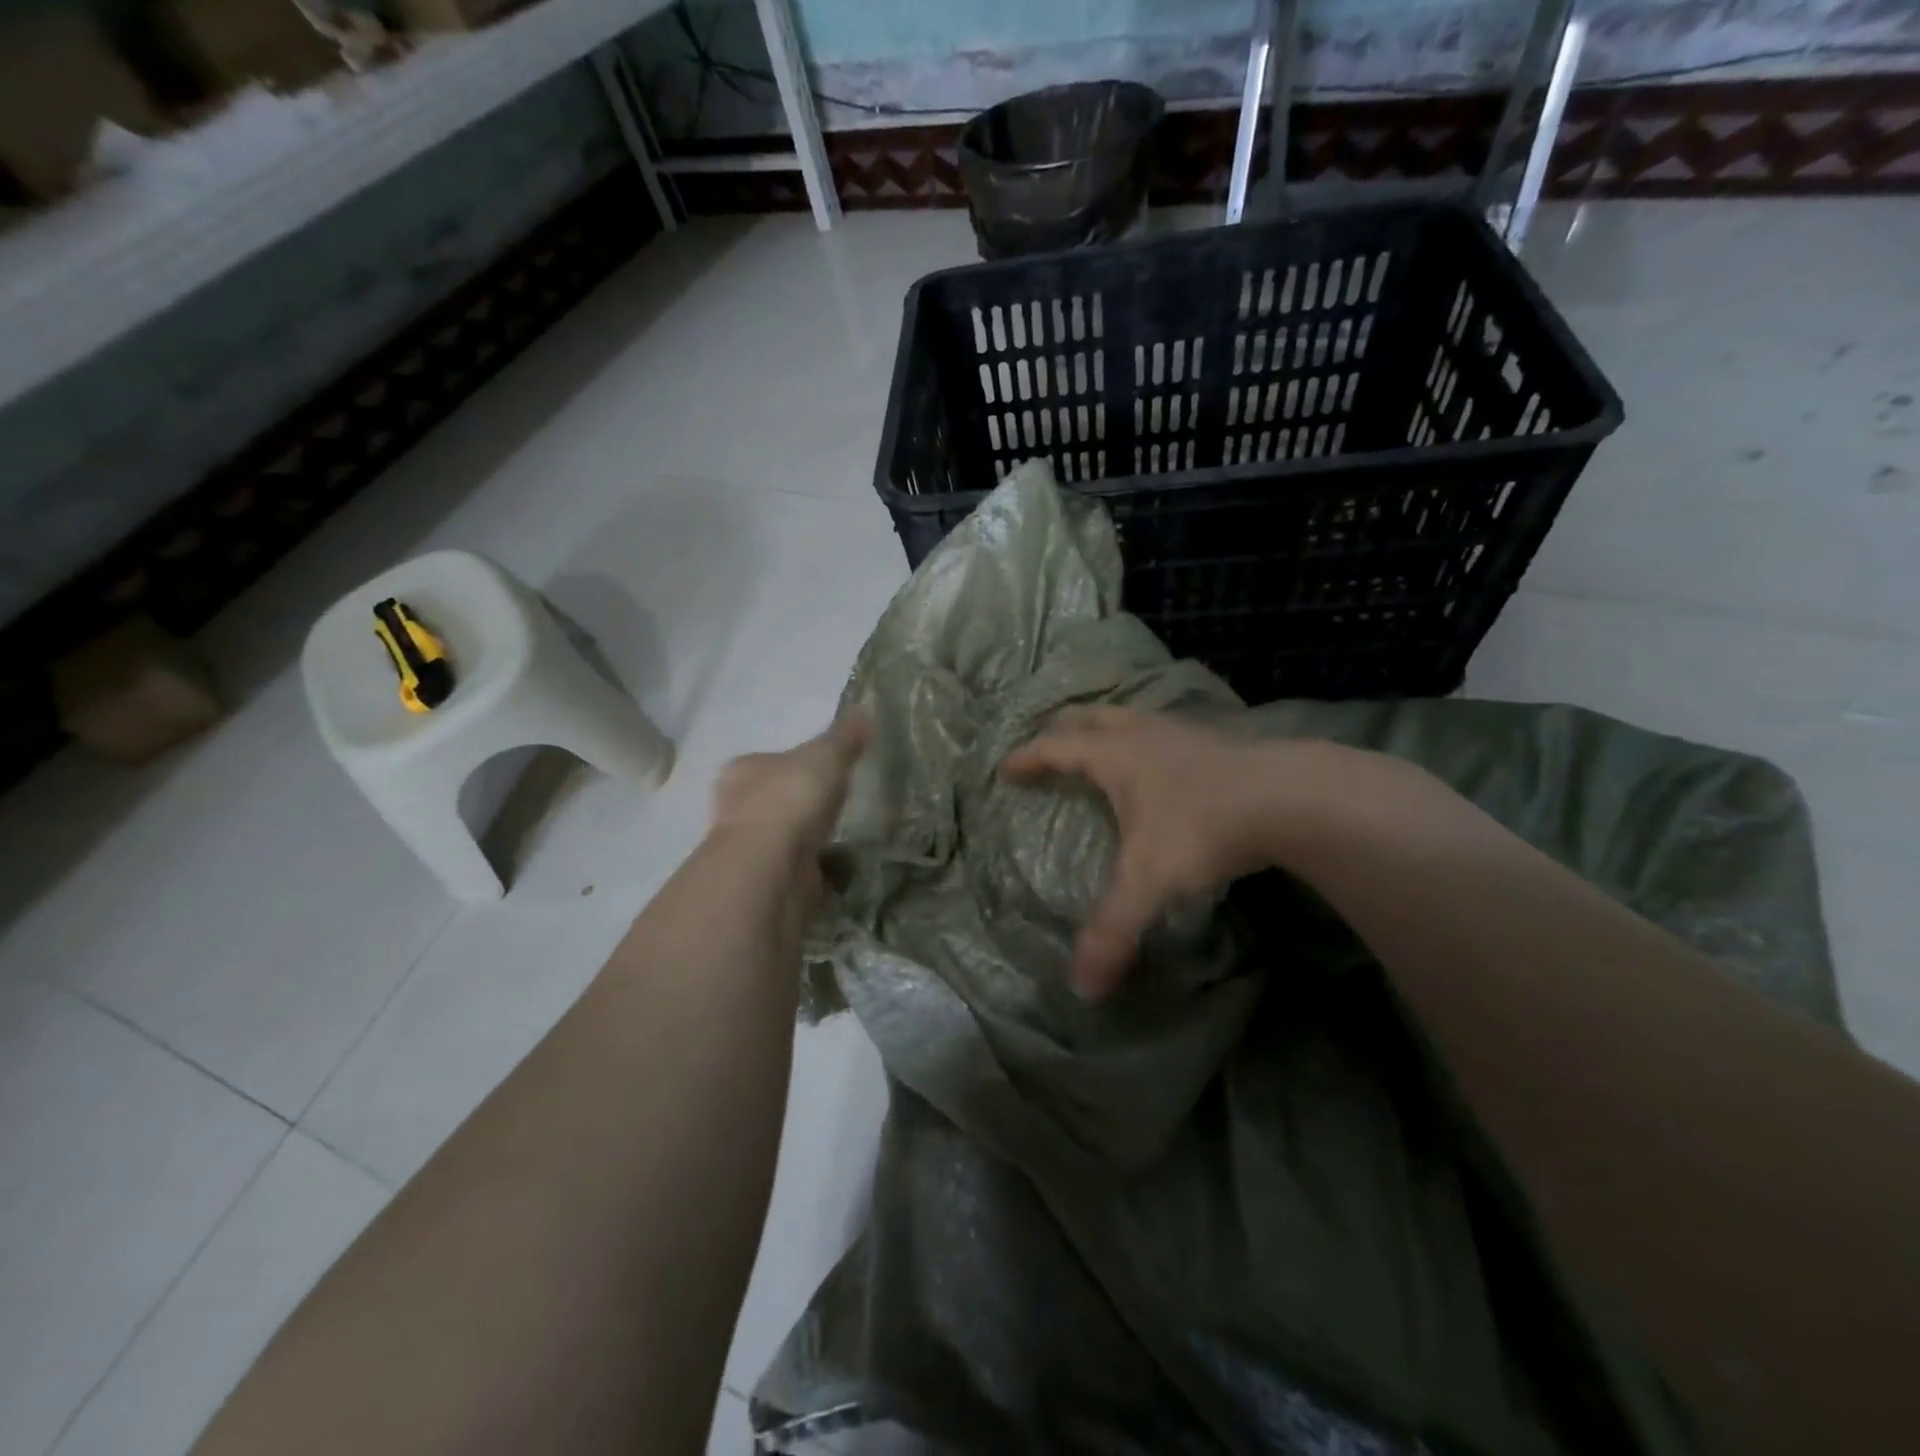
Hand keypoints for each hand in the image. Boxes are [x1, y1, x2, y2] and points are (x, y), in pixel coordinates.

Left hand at [710, 710, 870, 874]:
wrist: (772, 866)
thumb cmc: (792, 797)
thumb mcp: (826, 755)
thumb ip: (844, 735)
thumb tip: (864, 708)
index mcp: (742, 769)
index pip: (769, 760)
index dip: (797, 763)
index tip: (826, 770)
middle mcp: (736, 807)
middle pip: (774, 797)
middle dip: (801, 801)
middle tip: (838, 801)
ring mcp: (748, 847)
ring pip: (783, 834)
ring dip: (807, 835)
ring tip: (843, 833)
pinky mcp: (765, 880)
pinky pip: (796, 865)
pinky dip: (815, 865)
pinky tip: (838, 865)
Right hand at [1002, 707, 1313, 999]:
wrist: (1288, 798)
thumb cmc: (1202, 829)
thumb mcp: (1148, 882)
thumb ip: (1112, 931)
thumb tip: (1081, 988)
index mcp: (1114, 756)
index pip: (1057, 748)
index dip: (1028, 757)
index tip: (1006, 768)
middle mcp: (1144, 736)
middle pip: (1093, 717)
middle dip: (1065, 728)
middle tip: (1049, 742)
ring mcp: (1184, 734)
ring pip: (1135, 718)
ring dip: (1111, 728)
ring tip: (1104, 745)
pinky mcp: (1219, 743)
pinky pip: (1170, 733)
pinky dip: (1152, 741)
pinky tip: (1166, 763)